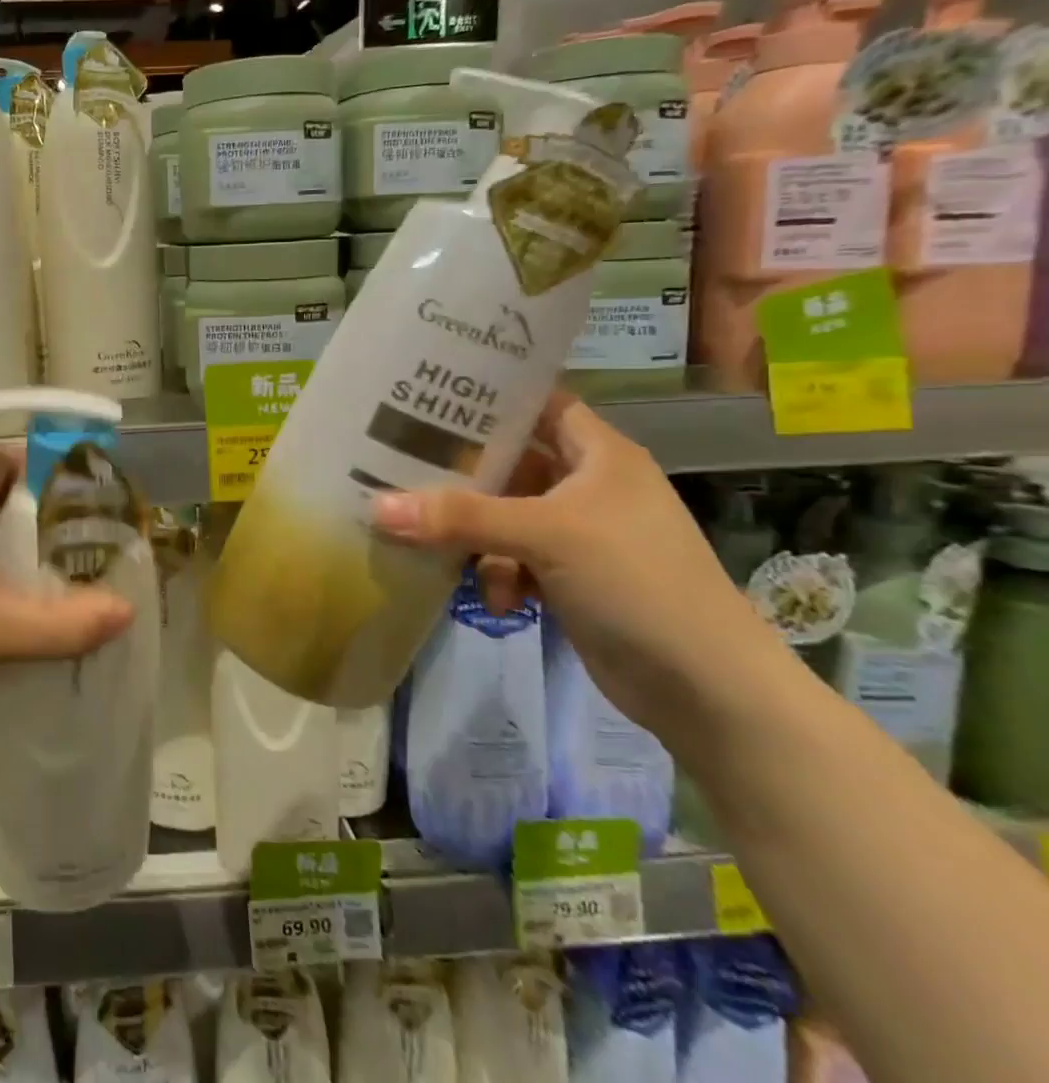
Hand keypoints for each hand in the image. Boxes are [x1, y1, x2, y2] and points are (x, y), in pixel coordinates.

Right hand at [369, 391, 785, 741]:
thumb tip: (376, 507)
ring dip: (473, 534)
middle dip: (460, 471)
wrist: (707, 690)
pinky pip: (512, 558)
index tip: (427, 392)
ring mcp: (578, 534)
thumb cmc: (637, 582)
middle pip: (508, 462)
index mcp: (598, 454)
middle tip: (398, 463)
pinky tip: (496, 601)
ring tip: (442, 549)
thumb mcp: (546, 536)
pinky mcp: (568, 577)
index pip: (538, 402)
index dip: (490, 394)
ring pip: (502, 514)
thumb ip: (460, 518)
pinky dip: (497, 574)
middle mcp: (587, 485)